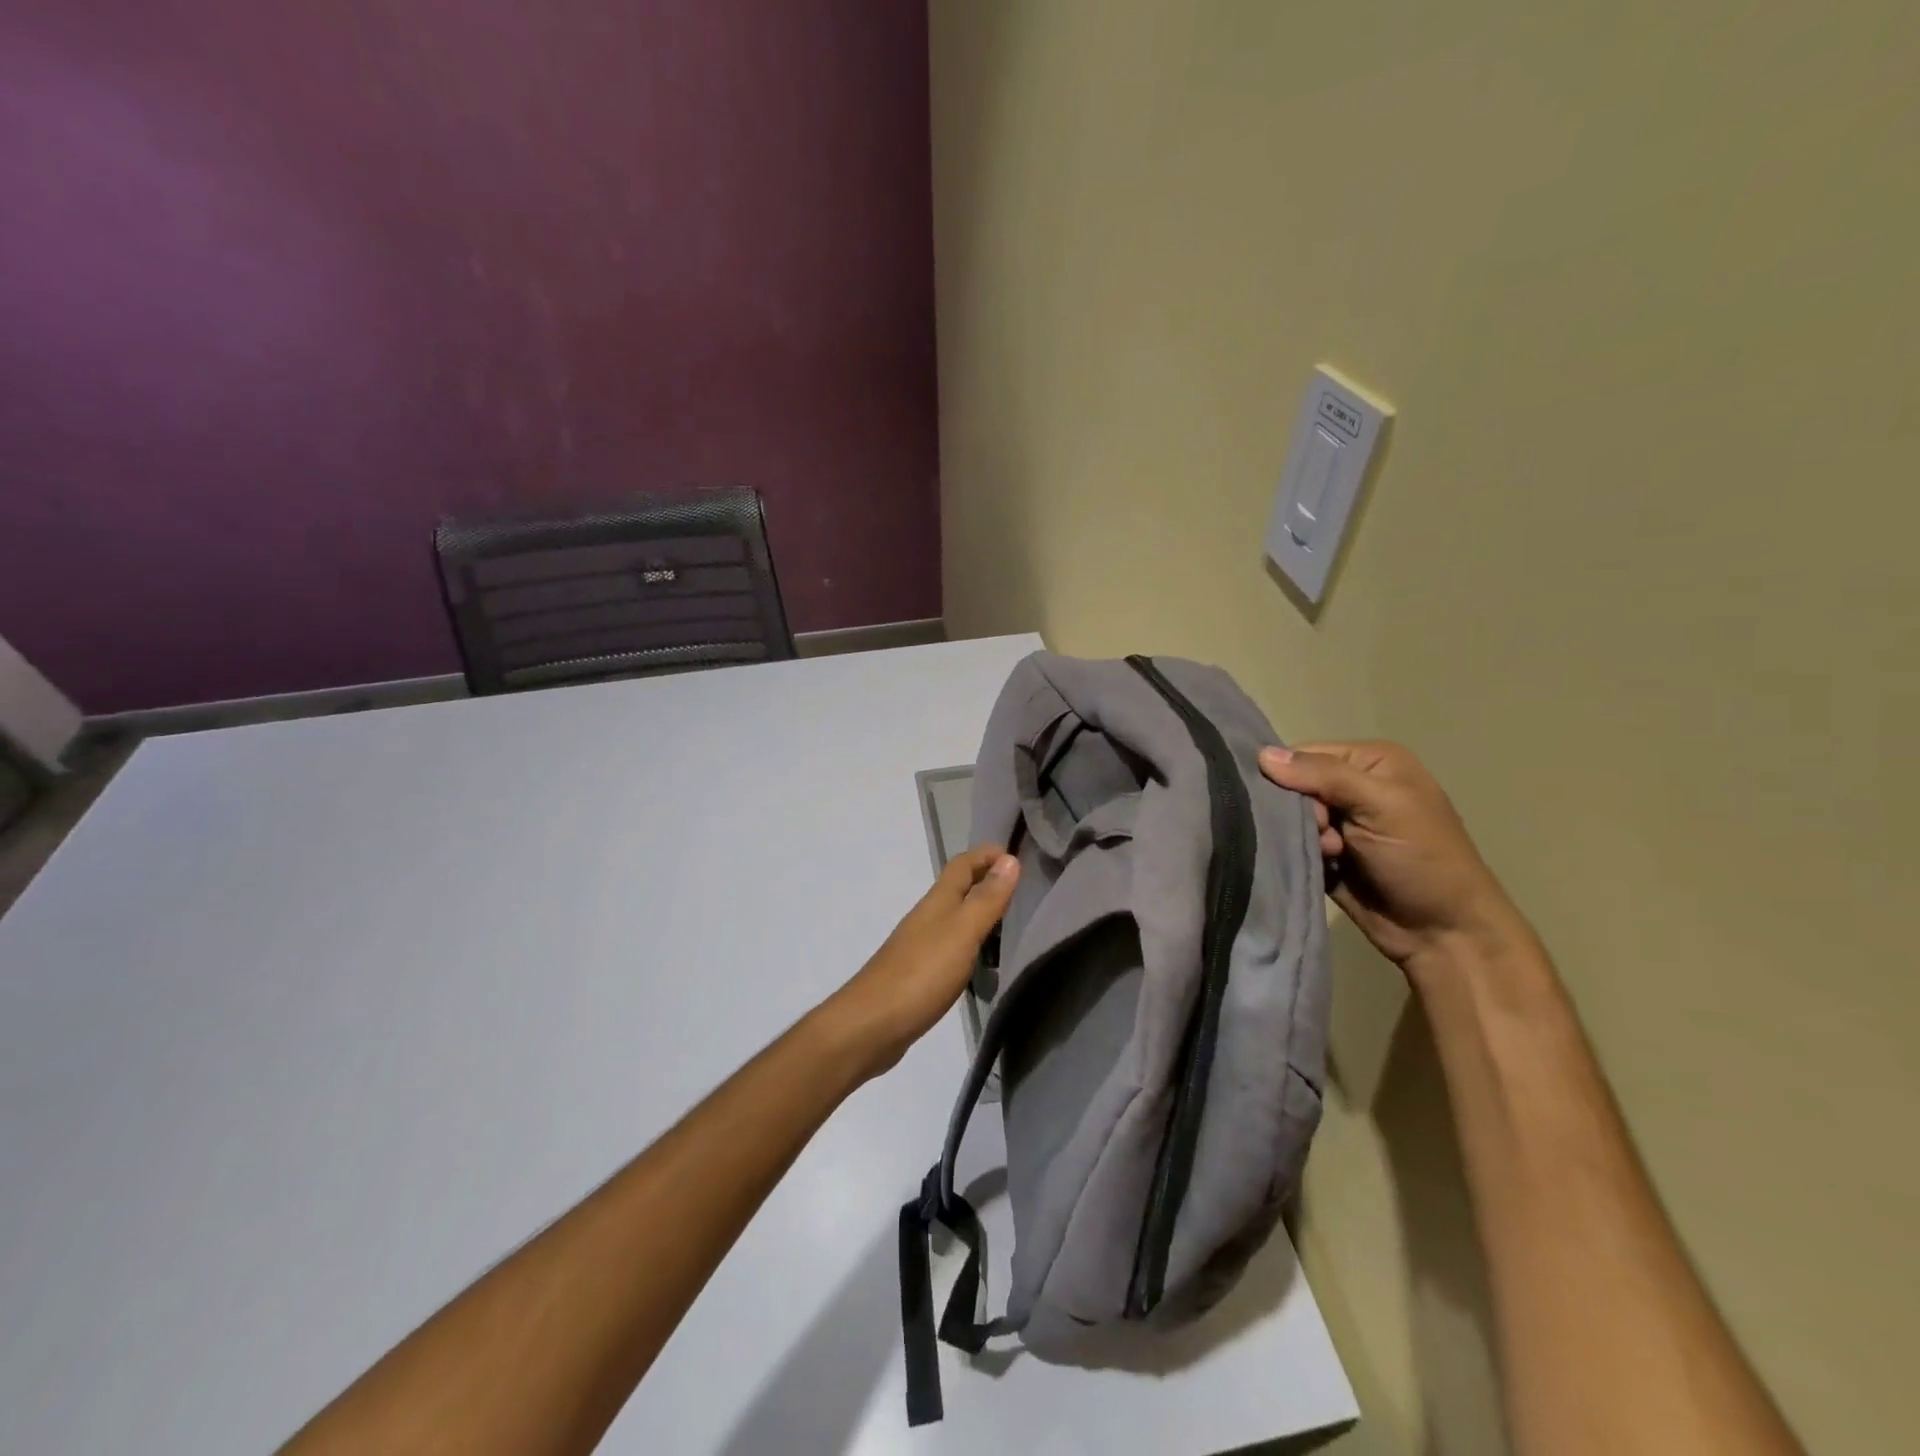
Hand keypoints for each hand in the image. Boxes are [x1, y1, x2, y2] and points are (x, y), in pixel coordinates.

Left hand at [817, 846, 1019, 1081]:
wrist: (871, 1025)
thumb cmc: (921, 973)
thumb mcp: (962, 932)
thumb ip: (986, 899)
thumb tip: (1010, 859)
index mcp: (938, 902)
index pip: (963, 864)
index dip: (987, 854)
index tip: (1018, 855)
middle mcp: (927, 917)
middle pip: (958, 888)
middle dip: (987, 881)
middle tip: (1023, 888)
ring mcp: (920, 946)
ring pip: (954, 917)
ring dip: (979, 912)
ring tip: (1011, 923)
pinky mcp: (918, 974)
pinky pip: (949, 946)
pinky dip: (969, 943)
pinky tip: (982, 961)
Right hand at [1259, 741, 1527, 978]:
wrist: (1444, 934)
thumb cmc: (1422, 859)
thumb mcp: (1381, 805)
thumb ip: (1323, 775)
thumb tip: (1263, 754)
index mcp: (1370, 762)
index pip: (1304, 754)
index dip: (1290, 777)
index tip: (1304, 806)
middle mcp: (1353, 787)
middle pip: (1293, 787)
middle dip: (1298, 812)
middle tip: (1323, 836)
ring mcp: (1340, 824)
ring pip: (1289, 819)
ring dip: (1301, 838)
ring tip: (1328, 856)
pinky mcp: (1327, 855)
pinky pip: (1292, 845)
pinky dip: (1297, 855)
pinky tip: (1321, 868)